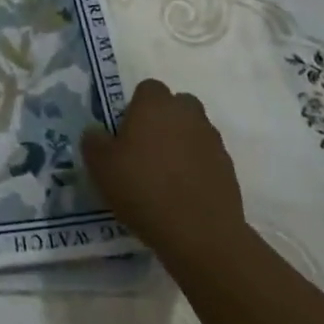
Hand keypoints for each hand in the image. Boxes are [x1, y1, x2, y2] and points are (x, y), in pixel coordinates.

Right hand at [82, 78, 250, 266]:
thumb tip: (96, 132)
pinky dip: (197, 168)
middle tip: (146, 150)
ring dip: (182, 144)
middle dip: (164, 121)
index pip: (148, 89)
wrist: (200, 234)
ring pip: (193, 131)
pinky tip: (184, 194)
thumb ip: (94, 141)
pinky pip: (207, 158)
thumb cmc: (143, 189)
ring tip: (166, 176)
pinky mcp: (228, 168)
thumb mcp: (101, 167)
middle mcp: (187, 113)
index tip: (127, 133)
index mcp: (155, 104)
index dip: (136, 107)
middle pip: (176, 106)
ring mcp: (212, 140)